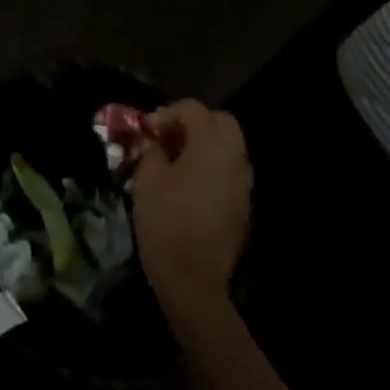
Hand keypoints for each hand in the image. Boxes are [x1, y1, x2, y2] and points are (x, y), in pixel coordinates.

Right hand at [129, 99, 252, 307]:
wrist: (193, 280)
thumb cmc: (166, 221)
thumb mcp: (148, 178)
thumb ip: (151, 150)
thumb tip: (154, 142)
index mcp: (212, 147)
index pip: (194, 109)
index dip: (167, 113)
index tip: (146, 130)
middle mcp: (235, 160)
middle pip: (220, 123)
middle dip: (193, 124)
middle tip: (166, 138)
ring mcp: (243, 185)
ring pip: (228, 148)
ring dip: (203, 146)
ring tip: (173, 161)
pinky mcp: (242, 207)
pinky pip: (228, 173)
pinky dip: (210, 168)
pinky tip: (187, 185)